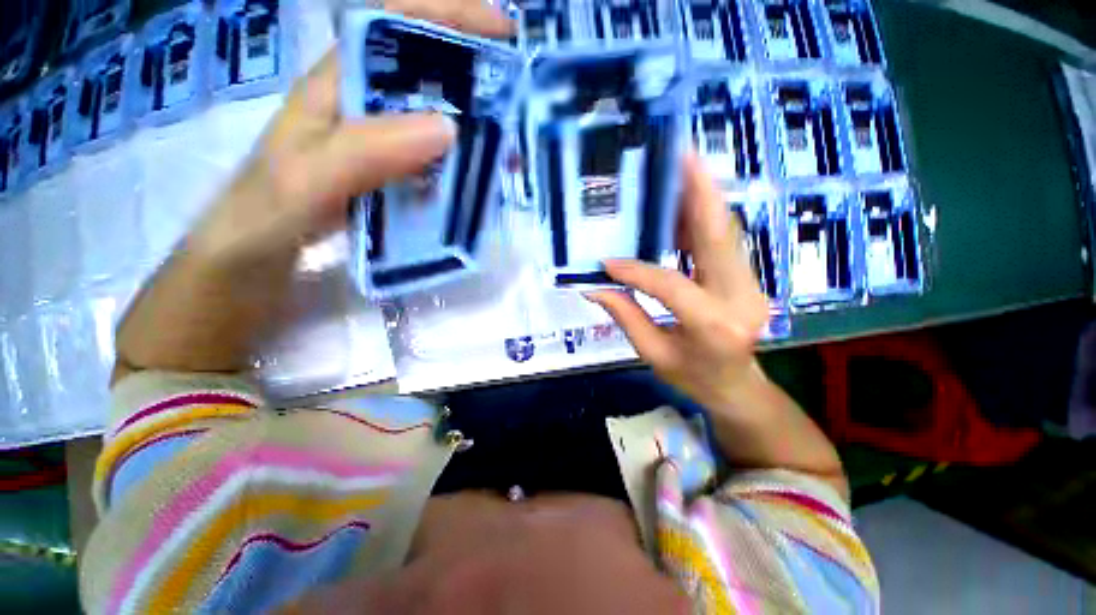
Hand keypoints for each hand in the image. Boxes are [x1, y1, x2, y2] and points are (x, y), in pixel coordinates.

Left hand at [114, 1, 511, 378]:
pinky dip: (460, 167)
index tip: (501, 28)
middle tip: (515, 96)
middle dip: (473, 73)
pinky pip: (432, 164)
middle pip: (423, 73)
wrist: (247, 265)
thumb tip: (447, 127)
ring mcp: (376, 148)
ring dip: (473, 127)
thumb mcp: (305, 181)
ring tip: (507, 145)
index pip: (393, 27)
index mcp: (336, 89)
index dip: (448, 15)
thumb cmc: (262, 219)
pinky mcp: (386, 180)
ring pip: (432, 121)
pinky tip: (478, 182)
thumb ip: (367, 153)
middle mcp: (361, 110)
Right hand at [587, 153, 769, 410]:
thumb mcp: (654, 354)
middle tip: (680, 157)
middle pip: (719, 237)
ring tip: (681, 169)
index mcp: (714, 326)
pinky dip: (702, 218)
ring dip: (702, 199)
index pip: (670, 284)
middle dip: (698, 193)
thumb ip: (626, 317)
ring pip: (725, 231)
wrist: (737, 386)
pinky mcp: (747, 277)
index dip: (636, 270)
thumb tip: (594, 288)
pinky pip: (723, 241)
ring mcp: (750, 284)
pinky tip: (681, 205)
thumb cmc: (694, 378)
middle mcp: (741, 297)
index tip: (606, 264)